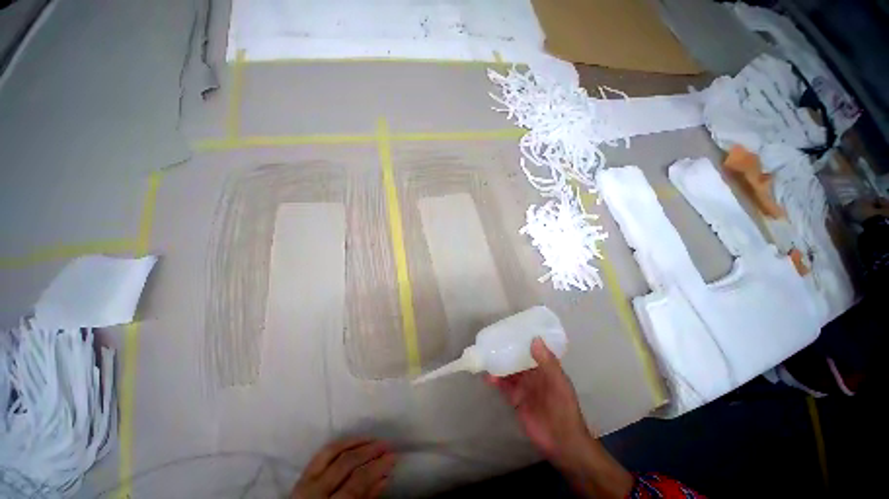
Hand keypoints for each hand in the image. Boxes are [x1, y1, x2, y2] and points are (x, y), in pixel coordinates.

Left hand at [291, 438, 395, 498]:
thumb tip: (384, 478)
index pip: (356, 483)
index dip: (377, 468)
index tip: (393, 456)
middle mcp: (313, 491)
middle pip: (345, 463)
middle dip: (369, 451)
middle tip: (387, 444)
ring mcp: (304, 481)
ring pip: (332, 451)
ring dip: (355, 442)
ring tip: (373, 438)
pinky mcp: (301, 476)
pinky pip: (322, 453)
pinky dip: (340, 444)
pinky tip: (353, 441)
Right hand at [488, 338, 633, 497]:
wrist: (560, 441)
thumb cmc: (563, 408)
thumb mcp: (558, 383)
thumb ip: (547, 362)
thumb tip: (534, 338)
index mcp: (545, 367)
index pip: (532, 348)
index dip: (522, 339)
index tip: (510, 328)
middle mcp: (532, 374)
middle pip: (517, 358)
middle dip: (506, 349)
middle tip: (492, 339)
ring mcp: (523, 386)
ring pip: (508, 370)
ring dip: (498, 363)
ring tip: (485, 354)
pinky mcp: (514, 398)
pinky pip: (503, 385)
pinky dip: (495, 380)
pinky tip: (487, 376)